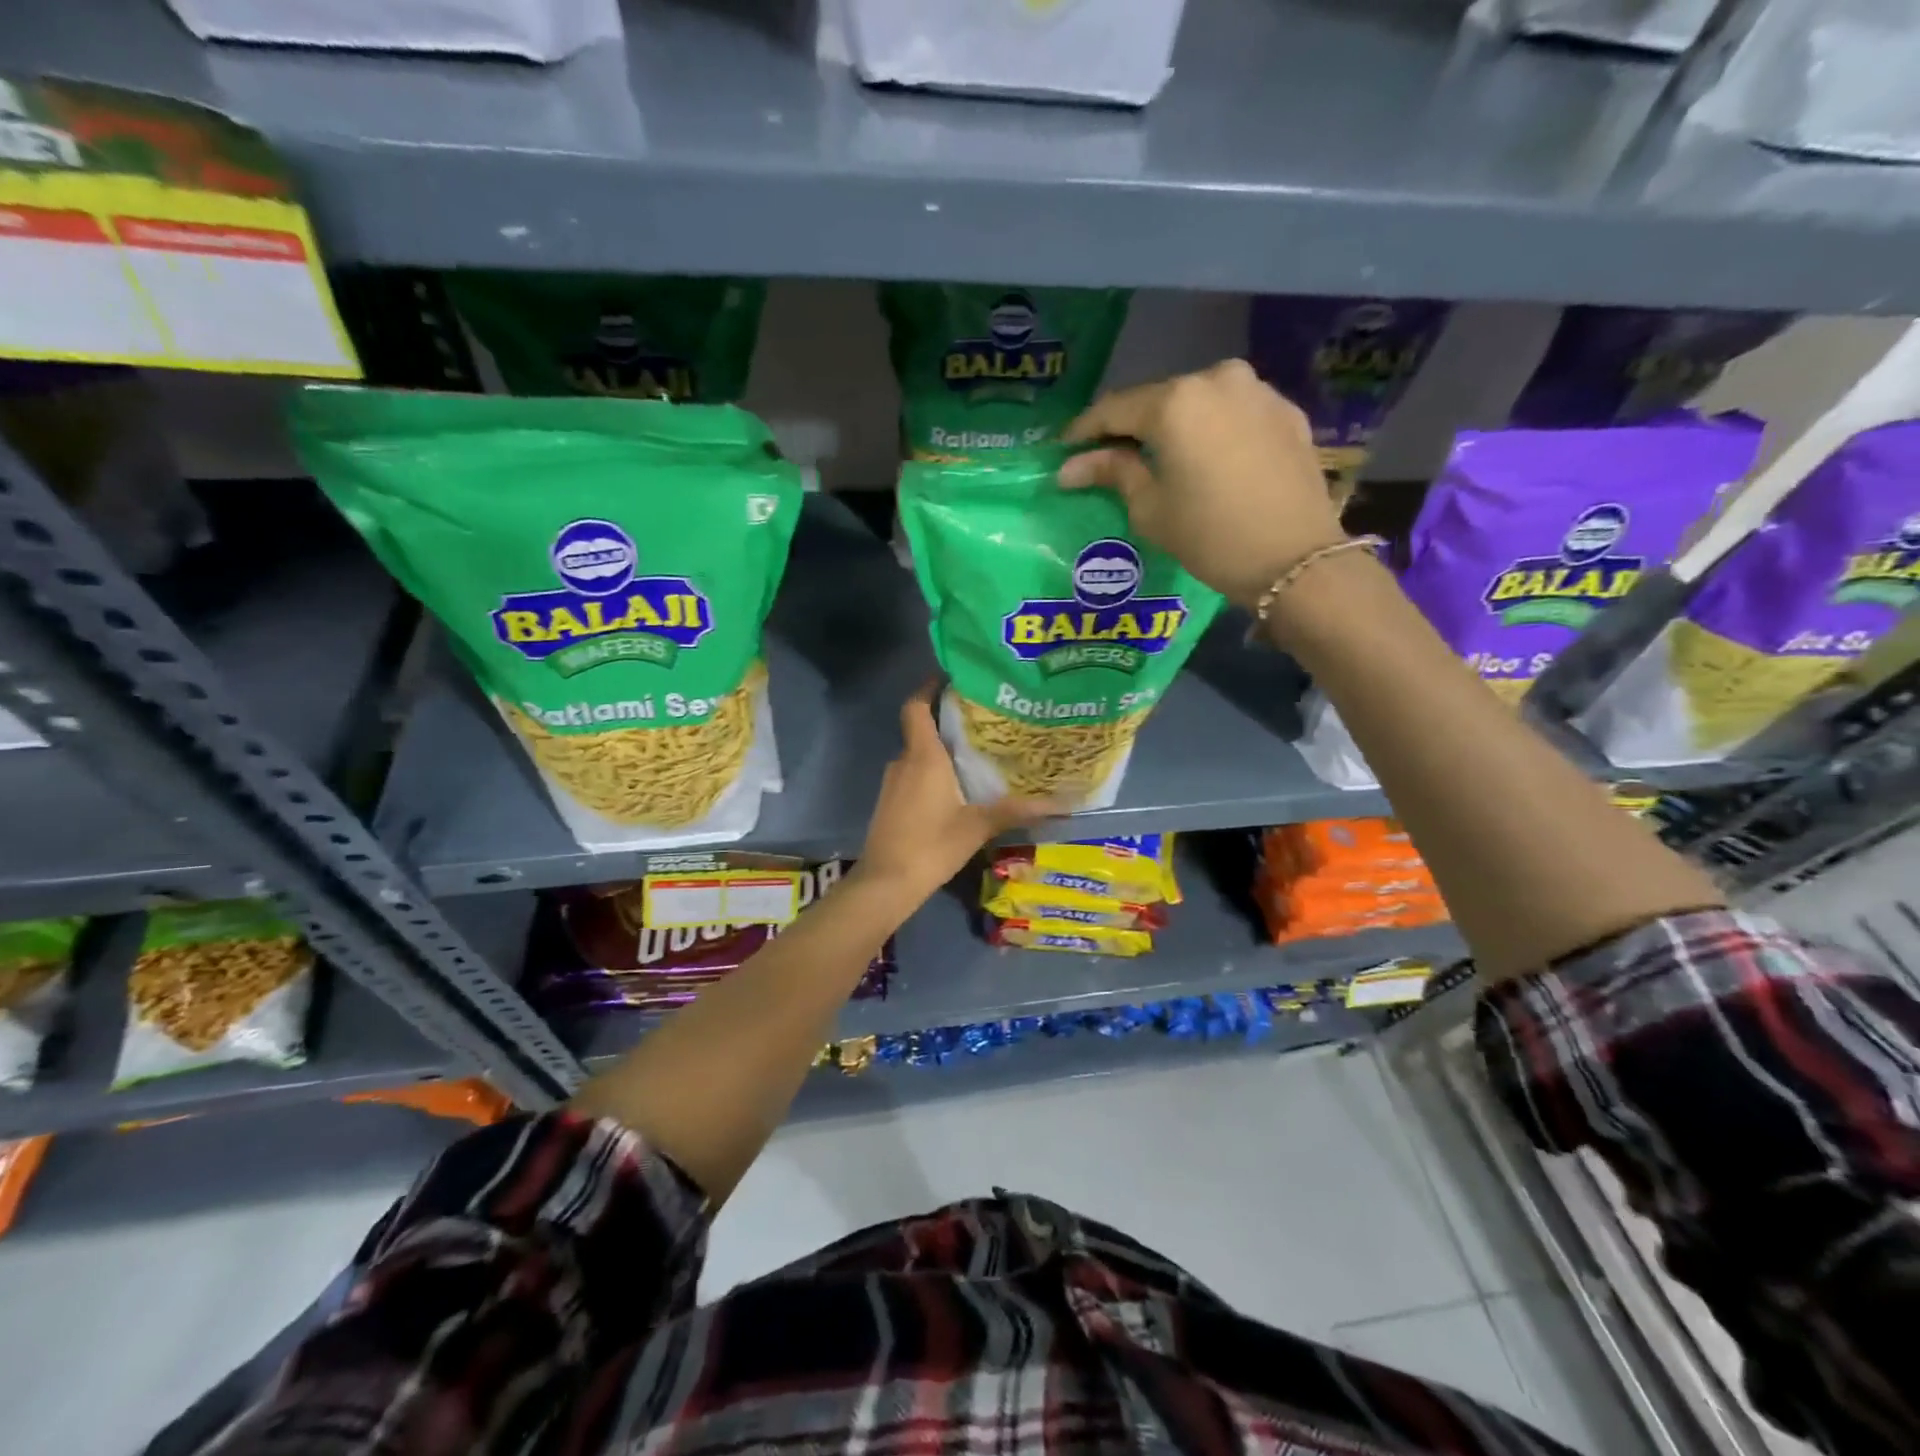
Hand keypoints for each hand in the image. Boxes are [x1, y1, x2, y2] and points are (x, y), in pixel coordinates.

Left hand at [857, 684, 1061, 900]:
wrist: (885, 883)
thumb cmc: (931, 845)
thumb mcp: (977, 826)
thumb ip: (1016, 810)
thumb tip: (1061, 802)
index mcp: (923, 756)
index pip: (916, 707)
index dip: (929, 687)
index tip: (952, 677)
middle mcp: (904, 762)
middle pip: (921, 729)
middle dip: (948, 721)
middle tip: (984, 719)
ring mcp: (893, 783)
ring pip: (918, 754)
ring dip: (942, 750)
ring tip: (977, 752)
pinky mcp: (890, 803)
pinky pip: (913, 775)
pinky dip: (932, 772)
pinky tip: (957, 787)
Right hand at [1059, 359, 1346, 609]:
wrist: (1295, 559)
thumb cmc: (1210, 537)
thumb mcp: (1150, 509)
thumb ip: (1112, 473)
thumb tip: (1070, 467)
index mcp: (1175, 402)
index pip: (1114, 409)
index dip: (1084, 431)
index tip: (1065, 451)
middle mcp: (1216, 379)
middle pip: (1158, 400)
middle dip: (1131, 428)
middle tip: (1110, 458)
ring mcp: (1257, 390)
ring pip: (1198, 402)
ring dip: (1174, 426)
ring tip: (1159, 459)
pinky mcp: (1286, 410)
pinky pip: (1233, 413)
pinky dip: (1212, 430)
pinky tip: (1205, 460)